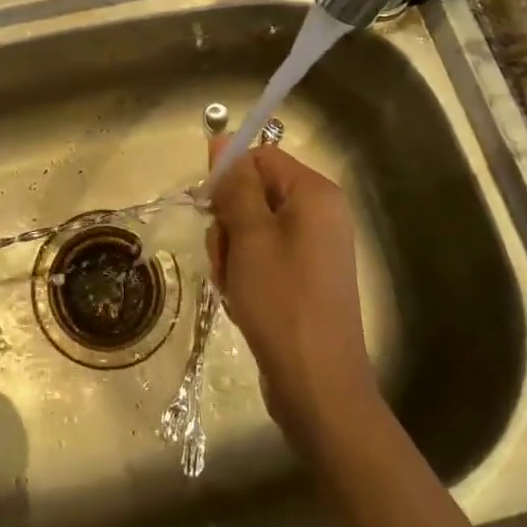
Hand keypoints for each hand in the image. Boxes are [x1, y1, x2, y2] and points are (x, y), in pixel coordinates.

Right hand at [207, 142, 376, 444]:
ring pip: (251, 228)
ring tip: (233, 286)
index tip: (207, 208)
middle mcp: (319, 215)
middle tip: (225, 257)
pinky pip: (263, 256)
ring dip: (231, 253)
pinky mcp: (304, 278)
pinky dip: (245, 274)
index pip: (260, 158)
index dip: (229, 178)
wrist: (317, 386)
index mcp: (314, 195)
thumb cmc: (282, 301)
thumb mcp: (250, 236)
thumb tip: (223, 140)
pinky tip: (242, 300)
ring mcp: (313, 249)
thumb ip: (236, 185)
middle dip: (228, 223)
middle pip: (254, 193)